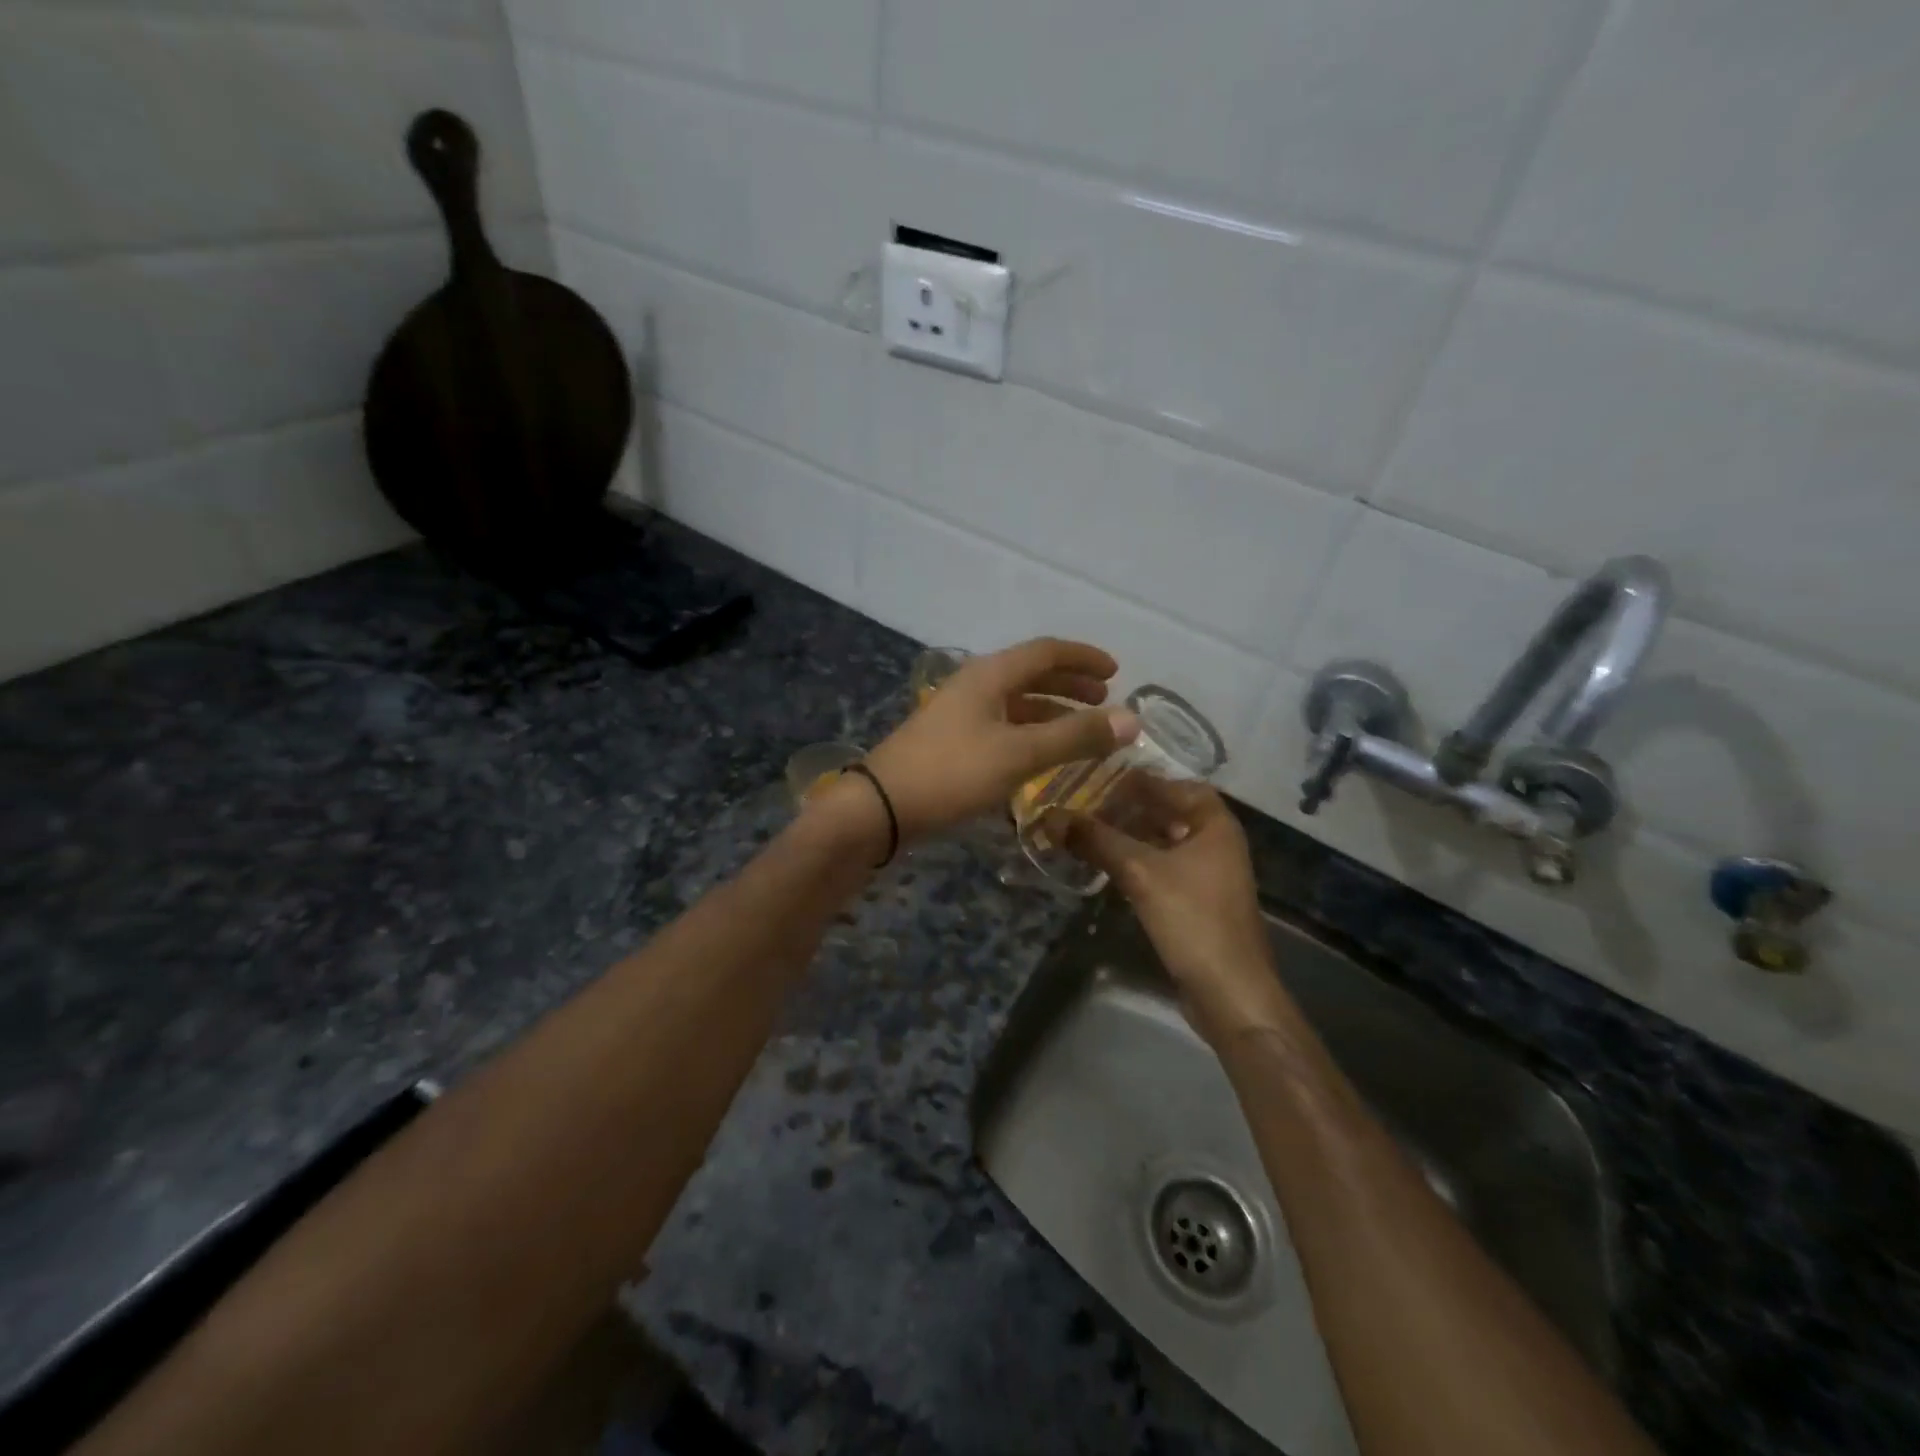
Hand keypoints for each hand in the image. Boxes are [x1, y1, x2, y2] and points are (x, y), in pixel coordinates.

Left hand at [862, 638, 1138, 841]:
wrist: (882, 806)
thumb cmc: (953, 772)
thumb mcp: (1019, 754)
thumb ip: (1075, 737)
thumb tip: (1133, 720)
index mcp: (990, 674)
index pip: (1046, 651)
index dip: (1084, 658)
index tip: (1117, 672)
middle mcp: (975, 685)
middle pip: (1030, 673)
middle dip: (1070, 684)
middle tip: (1104, 700)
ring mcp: (960, 712)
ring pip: (1016, 701)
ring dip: (1051, 710)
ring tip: (1081, 728)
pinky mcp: (951, 740)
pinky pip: (1003, 725)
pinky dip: (1030, 732)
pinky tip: (1042, 754)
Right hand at [1065, 783, 1293, 1046]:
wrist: (1229, 992)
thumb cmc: (1192, 919)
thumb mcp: (1139, 872)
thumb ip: (1096, 840)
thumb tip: (1051, 816)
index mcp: (1215, 825)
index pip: (1176, 785)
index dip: (1139, 780)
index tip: (1099, 779)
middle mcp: (1217, 843)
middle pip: (1169, 812)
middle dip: (1129, 808)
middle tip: (1085, 805)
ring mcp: (1209, 875)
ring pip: (1164, 842)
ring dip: (1130, 836)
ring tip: (1088, 832)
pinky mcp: (1197, 903)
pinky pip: (1163, 868)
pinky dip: (1137, 862)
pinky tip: (1107, 866)